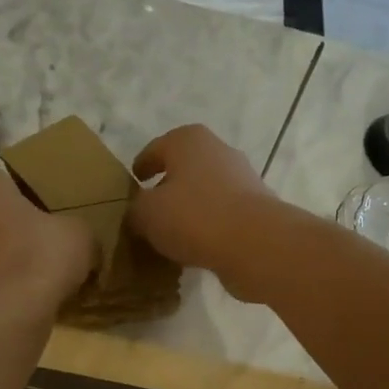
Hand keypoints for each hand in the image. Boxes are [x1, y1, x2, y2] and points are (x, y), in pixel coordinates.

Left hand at [0, 162, 95, 313]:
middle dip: (5, 224)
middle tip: (38, 241)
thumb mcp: (78, 233)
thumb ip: (74, 227)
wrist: (3, 316)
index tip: (45, 212)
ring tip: (30, 274)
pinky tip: (18, 297)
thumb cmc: (37, 256)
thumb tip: (75, 239)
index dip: (24, 194)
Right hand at [127, 125, 285, 301]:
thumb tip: (138, 213)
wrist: (255, 244)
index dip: (142, 165)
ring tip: (170, 234)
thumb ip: (135, 210)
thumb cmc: (193, 217)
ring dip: (189, 209)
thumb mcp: (146, 214)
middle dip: (167, 187)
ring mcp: (242, 180)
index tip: (132, 182)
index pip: (156, 148)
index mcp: (189, 141)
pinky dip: (208, 227)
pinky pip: (222, 216)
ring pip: (205, 193)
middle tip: (148, 211)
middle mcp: (218, 152)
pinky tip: (195, 248)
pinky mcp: (256, 209)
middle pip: (184, 168)